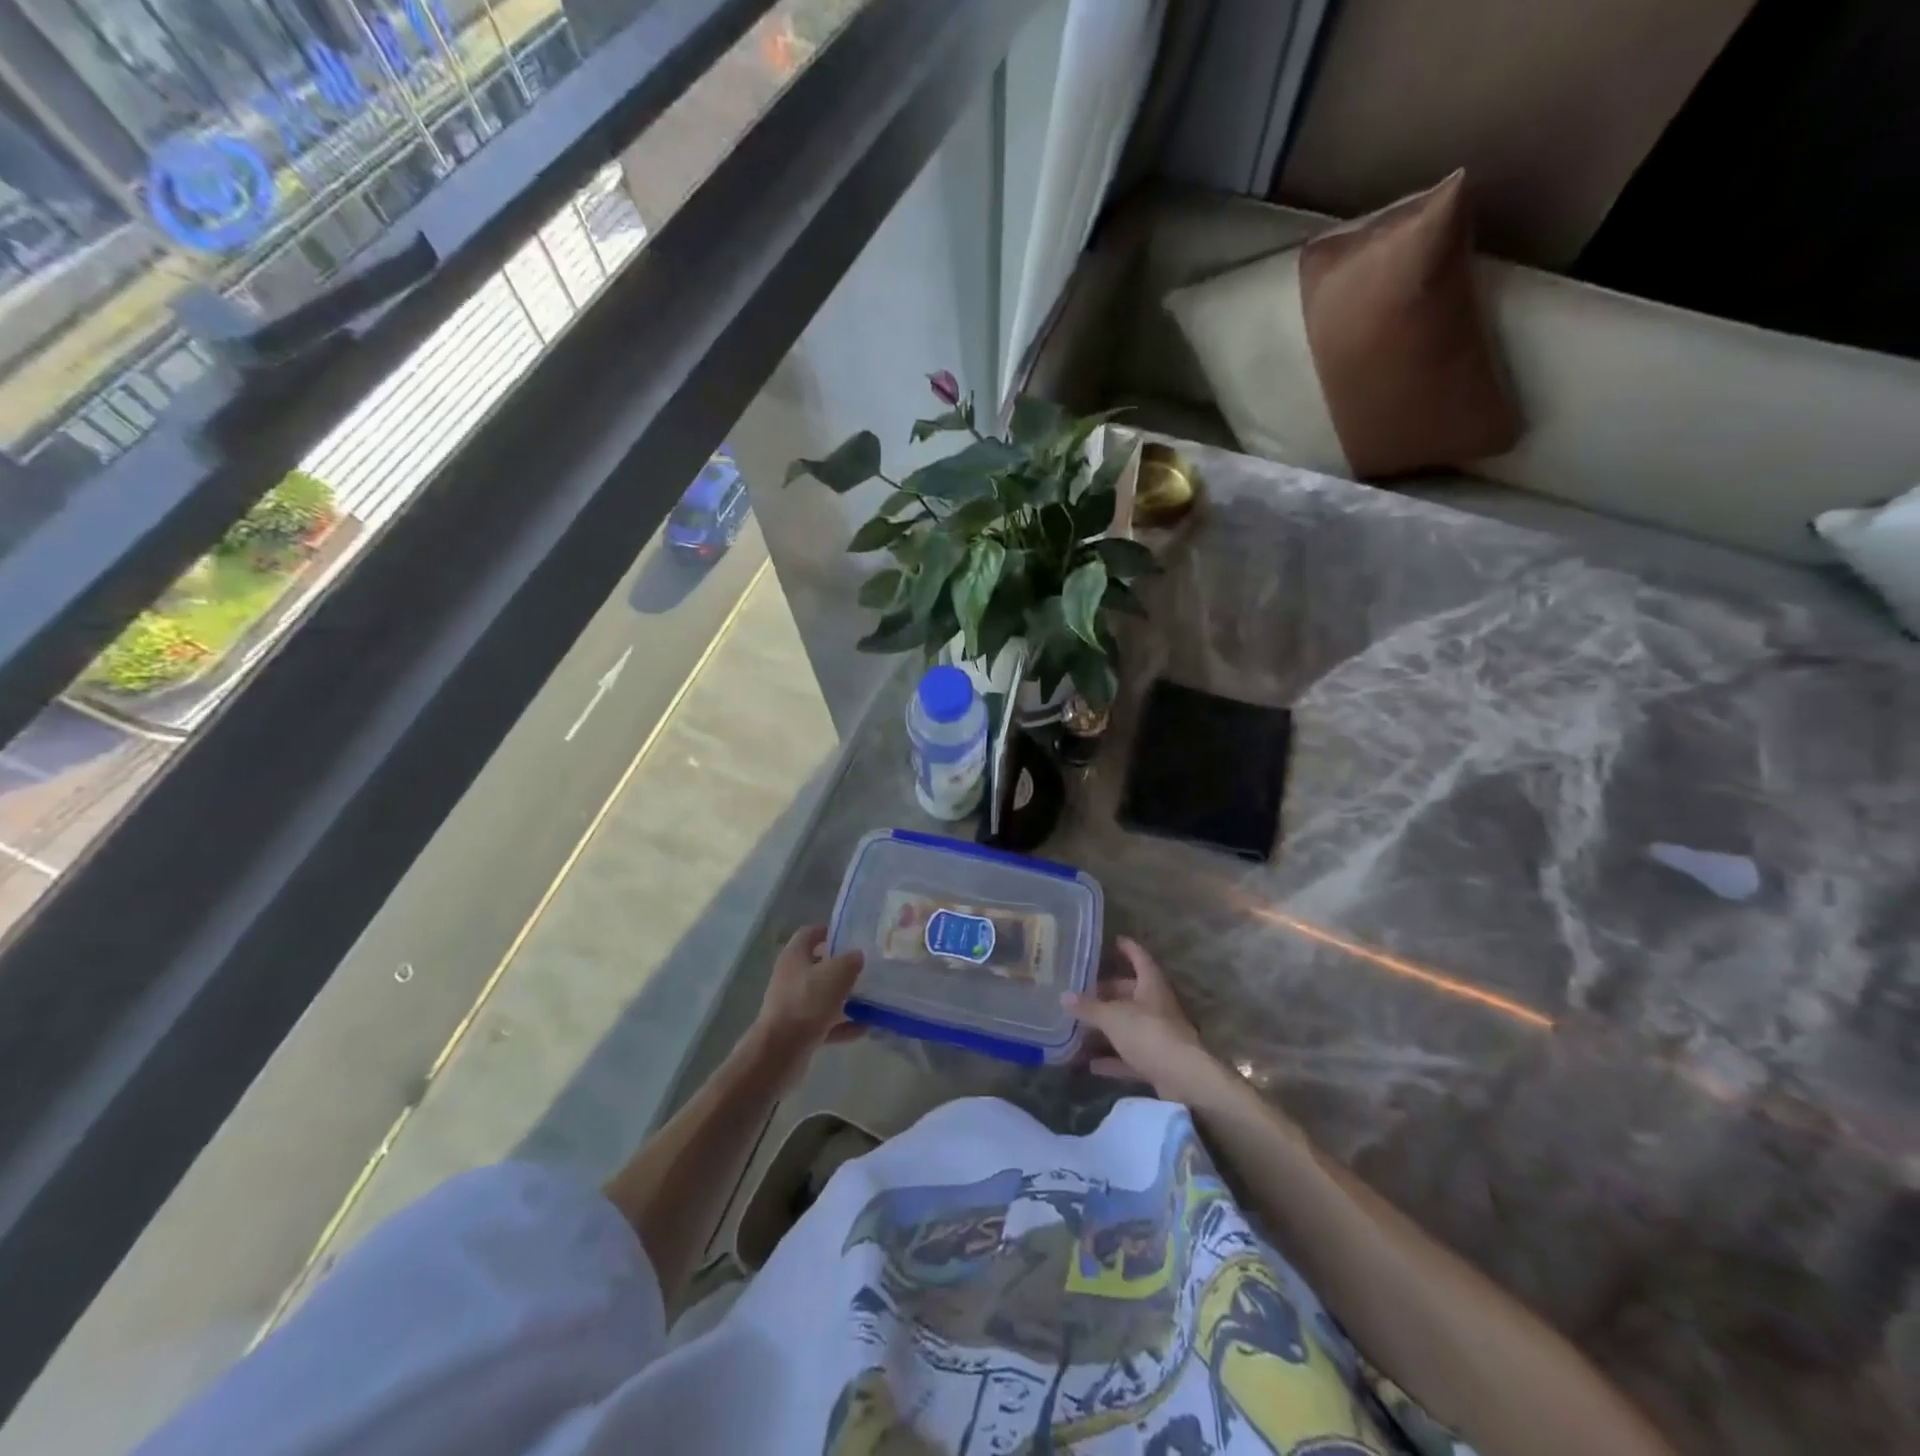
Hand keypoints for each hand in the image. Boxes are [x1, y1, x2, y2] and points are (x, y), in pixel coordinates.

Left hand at [751, 926, 865, 1072]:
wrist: (780, 1051)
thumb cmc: (807, 1003)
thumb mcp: (836, 975)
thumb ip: (850, 961)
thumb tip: (857, 955)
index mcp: (794, 956)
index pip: (809, 933)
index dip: (828, 930)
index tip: (851, 935)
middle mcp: (791, 977)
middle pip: (817, 964)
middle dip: (841, 966)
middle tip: (866, 966)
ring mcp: (793, 1004)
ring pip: (822, 995)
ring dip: (844, 997)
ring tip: (870, 998)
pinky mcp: (798, 1029)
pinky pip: (824, 1022)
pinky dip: (842, 1024)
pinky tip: (864, 1027)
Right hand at [1064, 937, 1221, 1103]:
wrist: (1183, 1079)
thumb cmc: (1148, 1033)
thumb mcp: (1112, 1017)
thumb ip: (1088, 1007)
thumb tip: (1064, 996)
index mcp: (1151, 985)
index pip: (1139, 958)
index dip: (1128, 948)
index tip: (1114, 940)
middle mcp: (1157, 1006)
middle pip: (1130, 993)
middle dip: (1107, 993)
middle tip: (1081, 992)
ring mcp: (1158, 1035)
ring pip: (1128, 1026)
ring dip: (1106, 1028)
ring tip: (1079, 1027)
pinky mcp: (1157, 1062)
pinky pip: (1130, 1056)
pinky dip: (1112, 1059)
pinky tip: (1091, 1065)